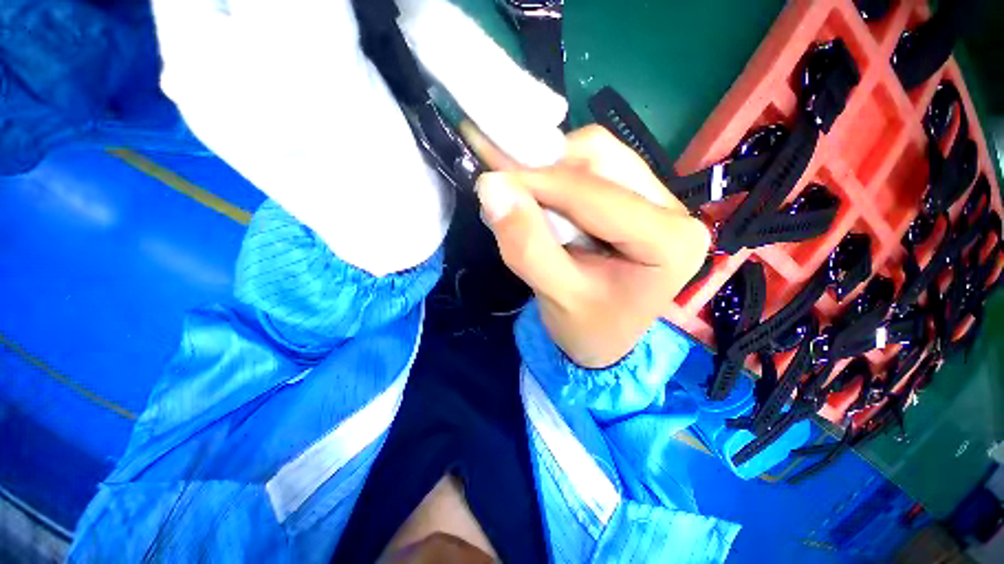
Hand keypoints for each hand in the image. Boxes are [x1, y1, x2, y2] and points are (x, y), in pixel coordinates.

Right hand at [463, 124, 710, 367]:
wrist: (603, 338)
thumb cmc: (588, 327)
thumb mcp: (557, 295)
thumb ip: (527, 245)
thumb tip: (493, 188)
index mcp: (669, 242)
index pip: (598, 194)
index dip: (541, 182)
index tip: (493, 181)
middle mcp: (673, 211)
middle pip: (603, 160)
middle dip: (549, 171)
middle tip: (508, 190)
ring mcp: (657, 200)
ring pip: (597, 157)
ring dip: (553, 173)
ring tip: (526, 202)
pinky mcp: (637, 199)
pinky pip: (593, 168)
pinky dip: (559, 178)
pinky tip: (544, 203)